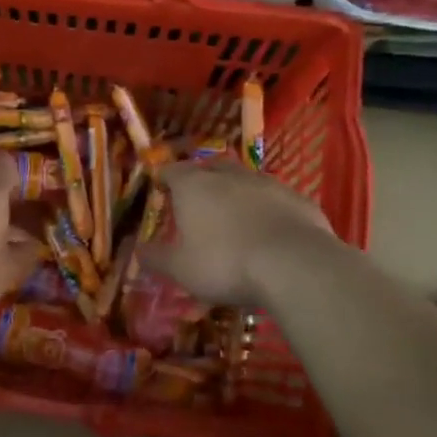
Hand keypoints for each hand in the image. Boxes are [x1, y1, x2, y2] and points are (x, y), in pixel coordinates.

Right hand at [138, 162, 336, 308]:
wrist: (294, 265)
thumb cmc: (225, 263)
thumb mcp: (181, 269)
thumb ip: (157, 258)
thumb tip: (138, 250)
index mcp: (194, 186)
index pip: (172, 170)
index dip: (164, 178)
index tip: (161, 189)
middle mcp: (229, 175)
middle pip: (210, 167)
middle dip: (202, 179)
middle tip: (197, 199)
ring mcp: (267, 183)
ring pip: (245, 179)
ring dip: (237, 192)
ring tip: (234, 215)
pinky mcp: (298, 199)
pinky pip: (275, 198)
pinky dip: (267, 208)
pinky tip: (269, 230)